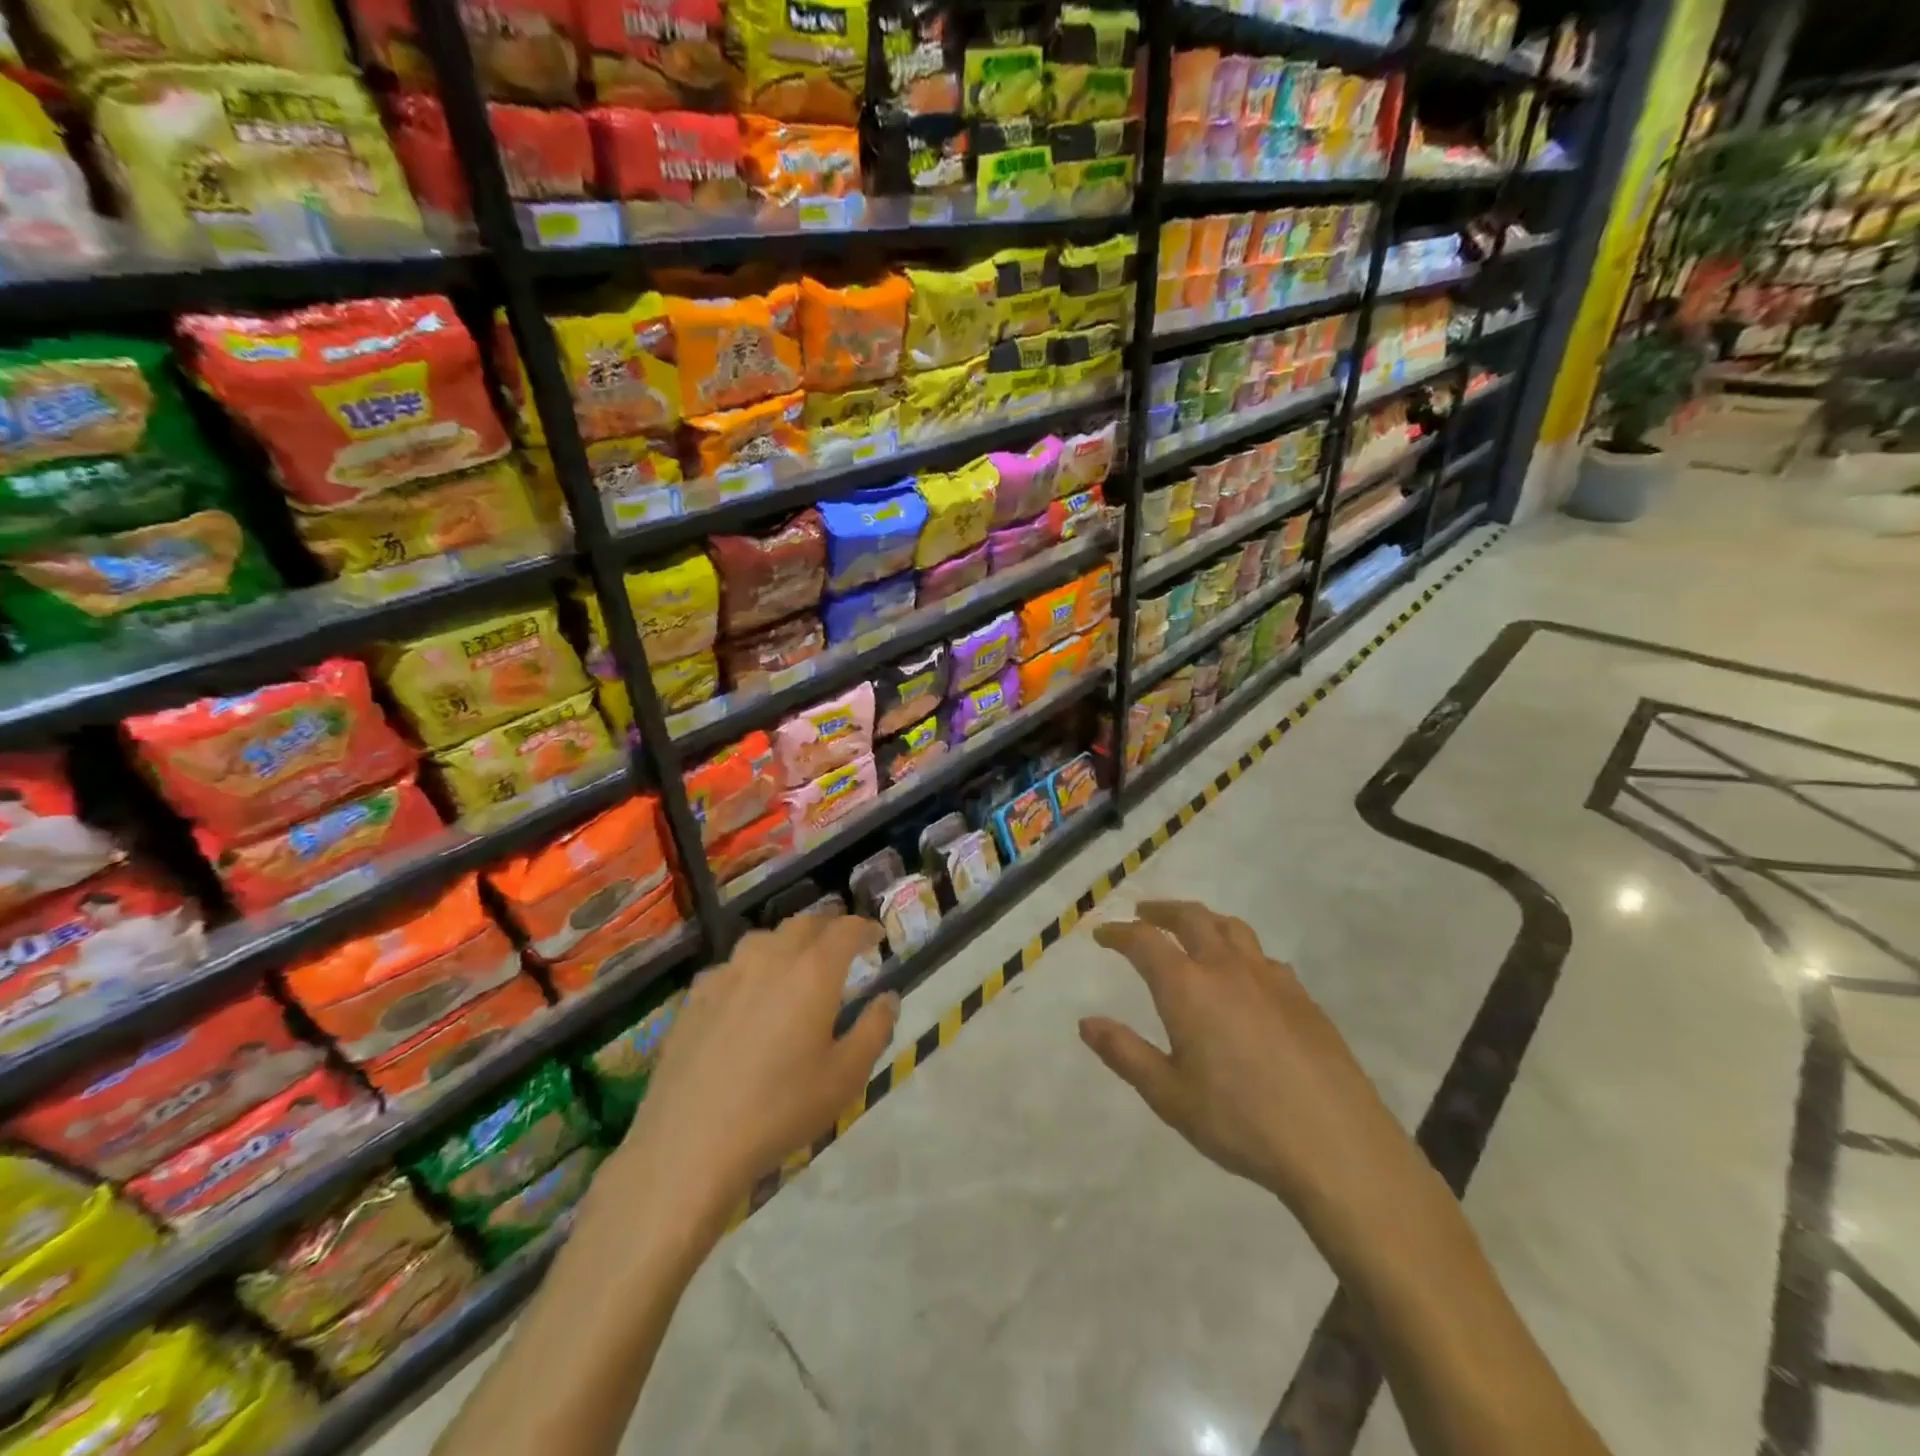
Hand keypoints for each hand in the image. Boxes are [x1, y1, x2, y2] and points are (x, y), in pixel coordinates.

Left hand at [608, 916, 898, 1224]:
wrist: (690, 1143)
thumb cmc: (780, 1109)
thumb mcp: (846, 1077)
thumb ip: (874, 1030)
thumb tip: (887, 998)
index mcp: (813, 972)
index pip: (846, 929)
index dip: (865, 928)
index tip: (876, 937)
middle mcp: (770, 958)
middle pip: (804, 923)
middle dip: (828, 928)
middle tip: (841, 946)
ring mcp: (727, 973)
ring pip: (764, 939)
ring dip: (788, 943)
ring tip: (795, 965)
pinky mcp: (695, 996)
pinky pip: (731, 966)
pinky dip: (750, 969)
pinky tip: (747, 996)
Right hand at [1084, 900, 1435, 1243]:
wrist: (1337, 1145)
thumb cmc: (1241, 1122)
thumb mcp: (1169, 1096)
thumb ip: (1125, 1053)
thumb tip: (1087, 1022)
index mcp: (1188, 987)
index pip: (1144, 941)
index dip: (1118, 933)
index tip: (1102, 934)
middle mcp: (1226, 968)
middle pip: (1190, 917)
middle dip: (1161, 911)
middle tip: (1143, 914)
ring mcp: (1270, 978)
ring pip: (1231, 927)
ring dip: (1202, 920)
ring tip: (1190, 929)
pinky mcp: (1302, 996)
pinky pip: (1262, 956)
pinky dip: (1239, 950)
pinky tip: (1243, 975)